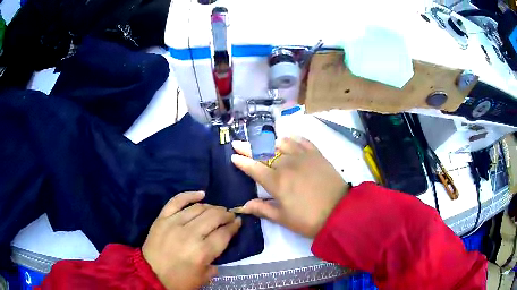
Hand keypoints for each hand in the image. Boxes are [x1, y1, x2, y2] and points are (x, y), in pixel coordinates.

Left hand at [142, 191, 241, 289]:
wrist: (150, 274)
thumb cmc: (179, 280)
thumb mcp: (204, 277)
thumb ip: (216, 262)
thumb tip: (219, 247)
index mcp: (203, 252)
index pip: (224, 233)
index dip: (234, 226)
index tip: (238, 222)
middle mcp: (190, 234)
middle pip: (214, 217)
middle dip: (226, 214)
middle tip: (230, 215)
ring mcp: (174, 223)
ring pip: (198, 208)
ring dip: (212, 206)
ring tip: (217, 209)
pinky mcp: (162, 218)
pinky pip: (177, 201)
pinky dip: (189, 195)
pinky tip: (200, 194)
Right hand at [231, 137, 348, 237]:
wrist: (340, 212)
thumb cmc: (309, 219)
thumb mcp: (283, 218)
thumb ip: (263, 209)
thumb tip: (244, 205)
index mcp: (276, 182)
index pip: (254, 168)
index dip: (242, 161)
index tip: (233, 156)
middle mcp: (287, 164)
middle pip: (263, 152)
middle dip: (248, 147)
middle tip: (238, 142)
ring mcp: (303, 157)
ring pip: (281, 143)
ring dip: (269, 142)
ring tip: (263, 142)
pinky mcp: (317, 155)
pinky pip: (302, 141)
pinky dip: (293, 139)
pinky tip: (289, 138)